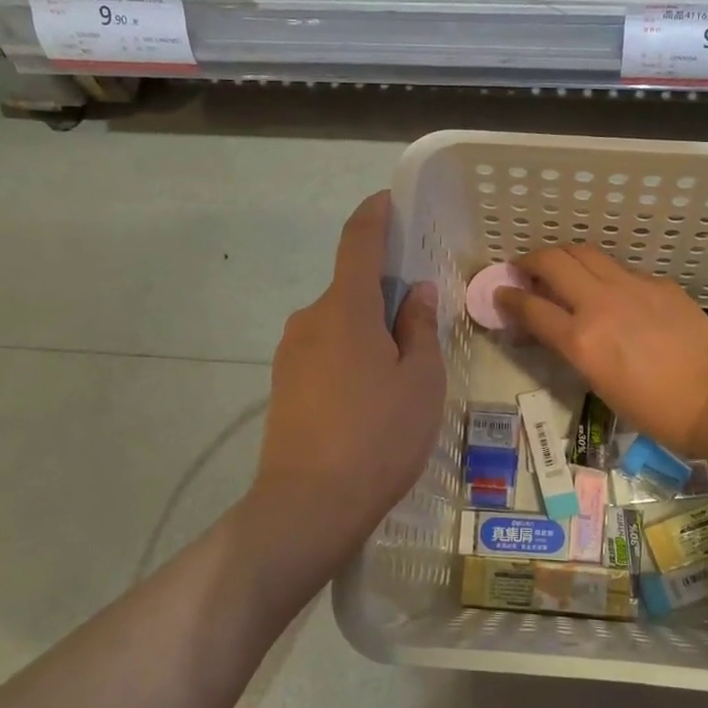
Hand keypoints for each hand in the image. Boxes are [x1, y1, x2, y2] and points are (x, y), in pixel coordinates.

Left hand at [244, 192, 444, 587]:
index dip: (375, 214)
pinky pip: (325, 351)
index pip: (358, 240)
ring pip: (339, 323)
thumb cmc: (378, 435)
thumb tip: (416, 293)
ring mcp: (291, 352)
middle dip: (386, 294)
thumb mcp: (420, 379)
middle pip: (352, 288)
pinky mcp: (284, 384)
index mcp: (345, 307)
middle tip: (422, 324)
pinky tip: (372, 398)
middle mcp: (310, 318)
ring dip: (369, 330)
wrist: (308, 506)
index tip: (390, 201)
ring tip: (402, 374)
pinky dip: (351, 355)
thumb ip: (419, 327)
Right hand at [497, 244, 707, 459]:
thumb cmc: (657, 411)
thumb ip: (574, 348)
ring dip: (564, 257)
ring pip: (585, 253)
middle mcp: (600, 303)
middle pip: (553, 262)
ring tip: (560, 269)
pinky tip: (610, 291)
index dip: (508, 298)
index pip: (531, 307)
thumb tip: (558, 329)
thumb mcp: (601, 384)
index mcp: (582, 338)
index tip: (500, 294)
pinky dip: (603, 274)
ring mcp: (632, 286)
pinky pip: (620, 269)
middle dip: (531, 261)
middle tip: (524, 270)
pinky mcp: (658, 283)